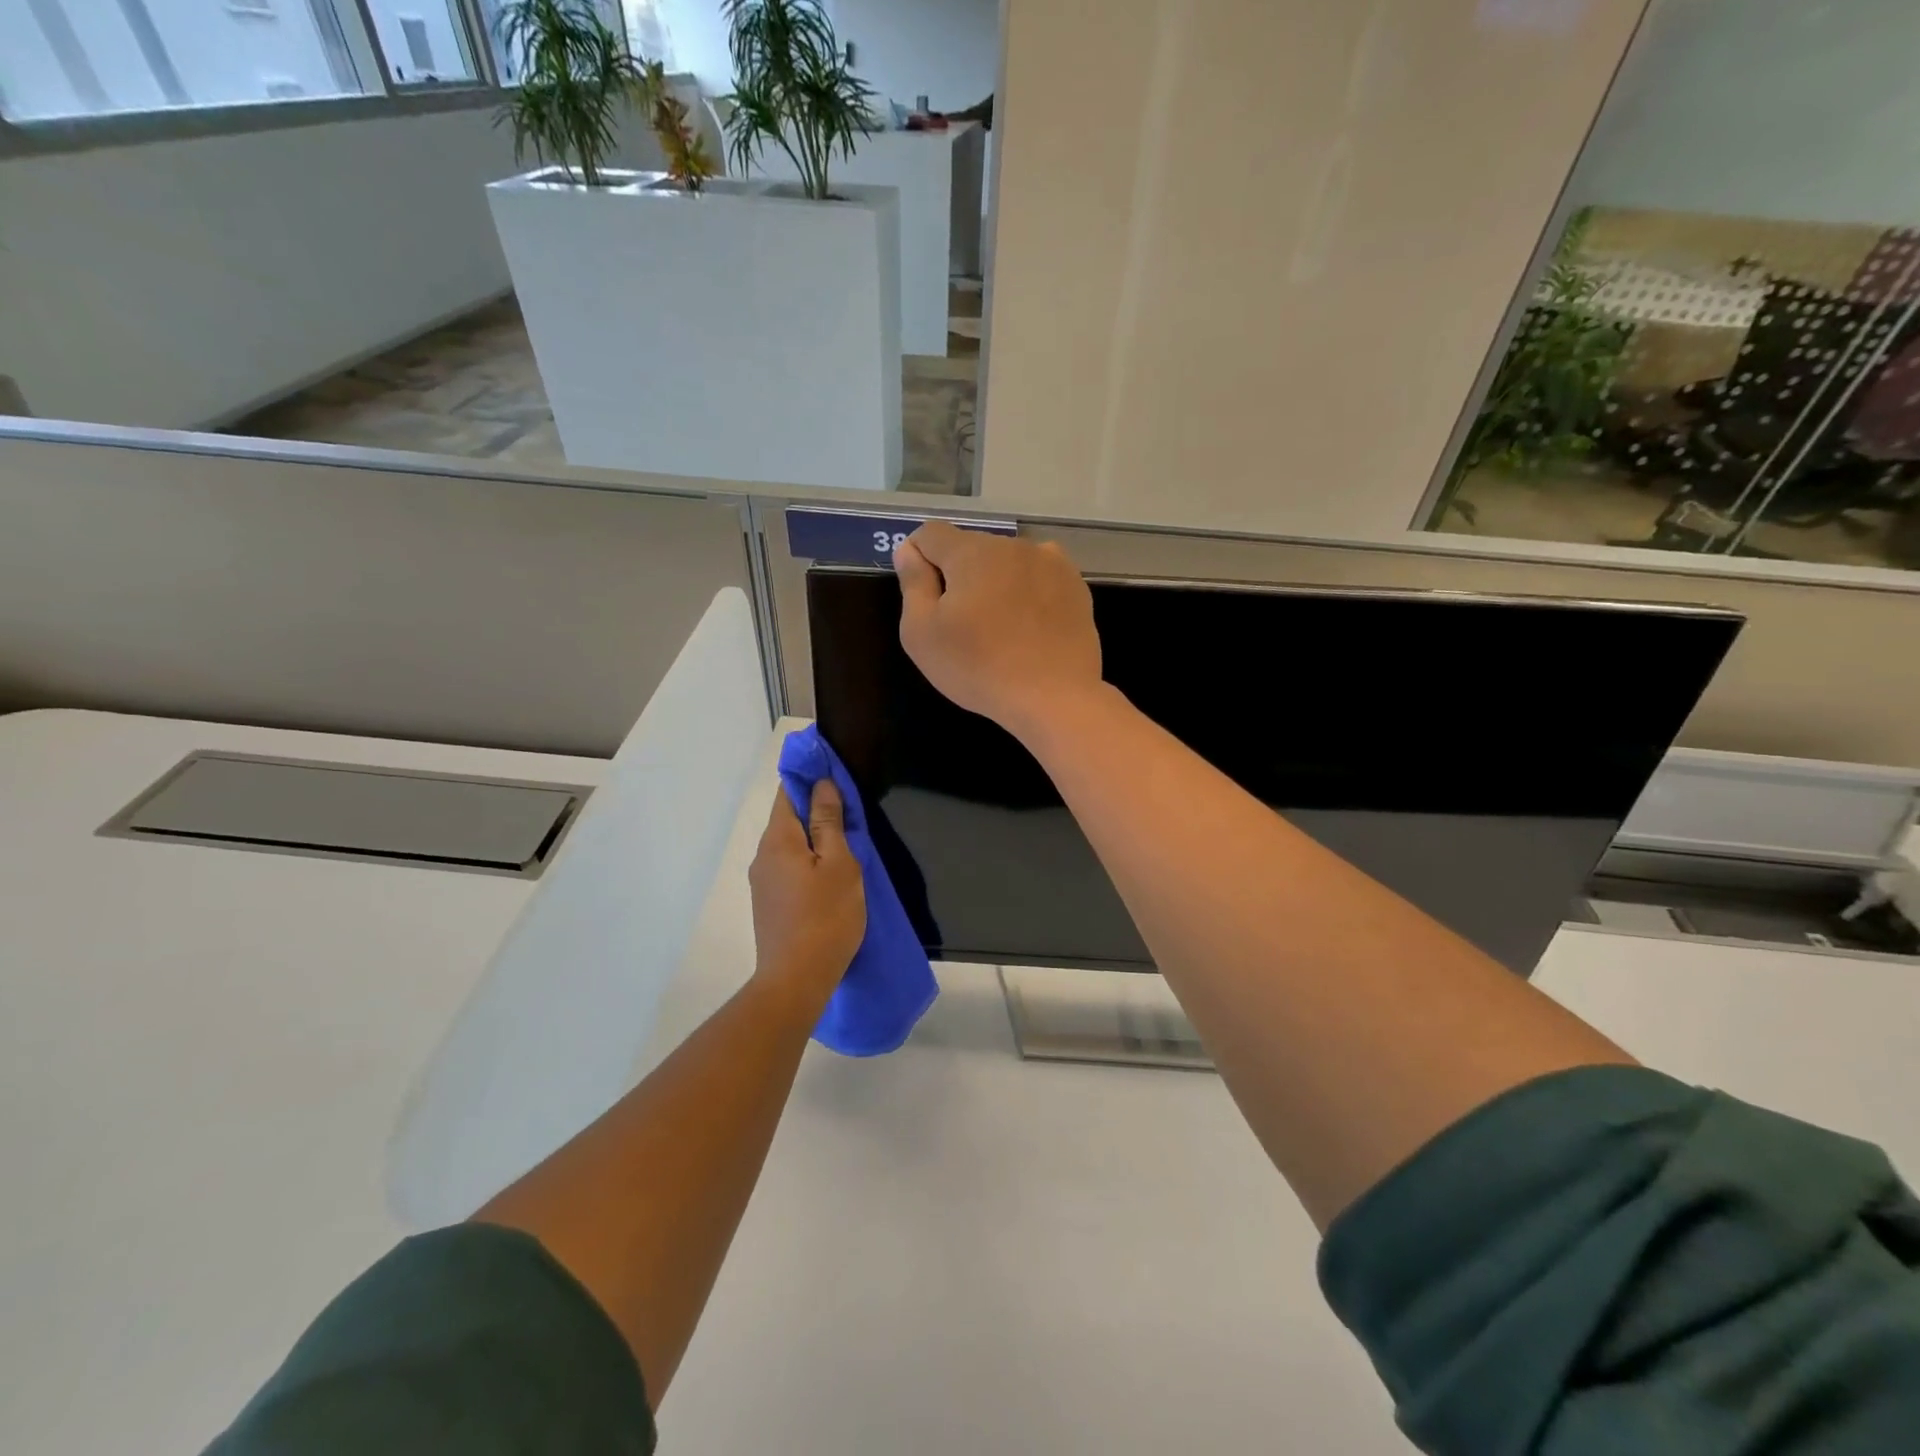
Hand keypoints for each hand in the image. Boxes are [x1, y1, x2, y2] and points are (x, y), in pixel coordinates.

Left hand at [748, 779, 865, 1008]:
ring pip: (789, 846)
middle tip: (850, 814)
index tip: (835, 775)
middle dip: (815, 810)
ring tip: (846, 847)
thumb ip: (829, 822)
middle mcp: (762, 855)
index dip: (810, 778)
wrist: (796, 980)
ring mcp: (762, 882)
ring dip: (813, 839)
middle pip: (788, 819)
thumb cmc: (826, 917)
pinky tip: (828, 878)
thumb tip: (822, 785)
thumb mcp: (839, 864)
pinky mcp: (768, 904)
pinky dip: (807, 862)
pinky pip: (788, 868)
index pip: (788, 792)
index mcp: (778, 839)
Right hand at [895, 522, 1103, 738]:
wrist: (1054, 697)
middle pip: (971, 549)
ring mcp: (1051, 562)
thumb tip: (909, 551)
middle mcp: (1013, 545)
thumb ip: (913, 584)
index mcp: (972, 552)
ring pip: (1007, 563)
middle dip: (959, 576)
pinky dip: (1028, 594)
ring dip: (995, 583)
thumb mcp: (922, 633)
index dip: (918, 560)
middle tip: (962, 625)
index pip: (930, 534)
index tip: (924, 597)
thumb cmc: (978, 668)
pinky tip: (1029, 628)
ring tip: (999, 628)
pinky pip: (1038, 578)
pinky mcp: (1076, 586)